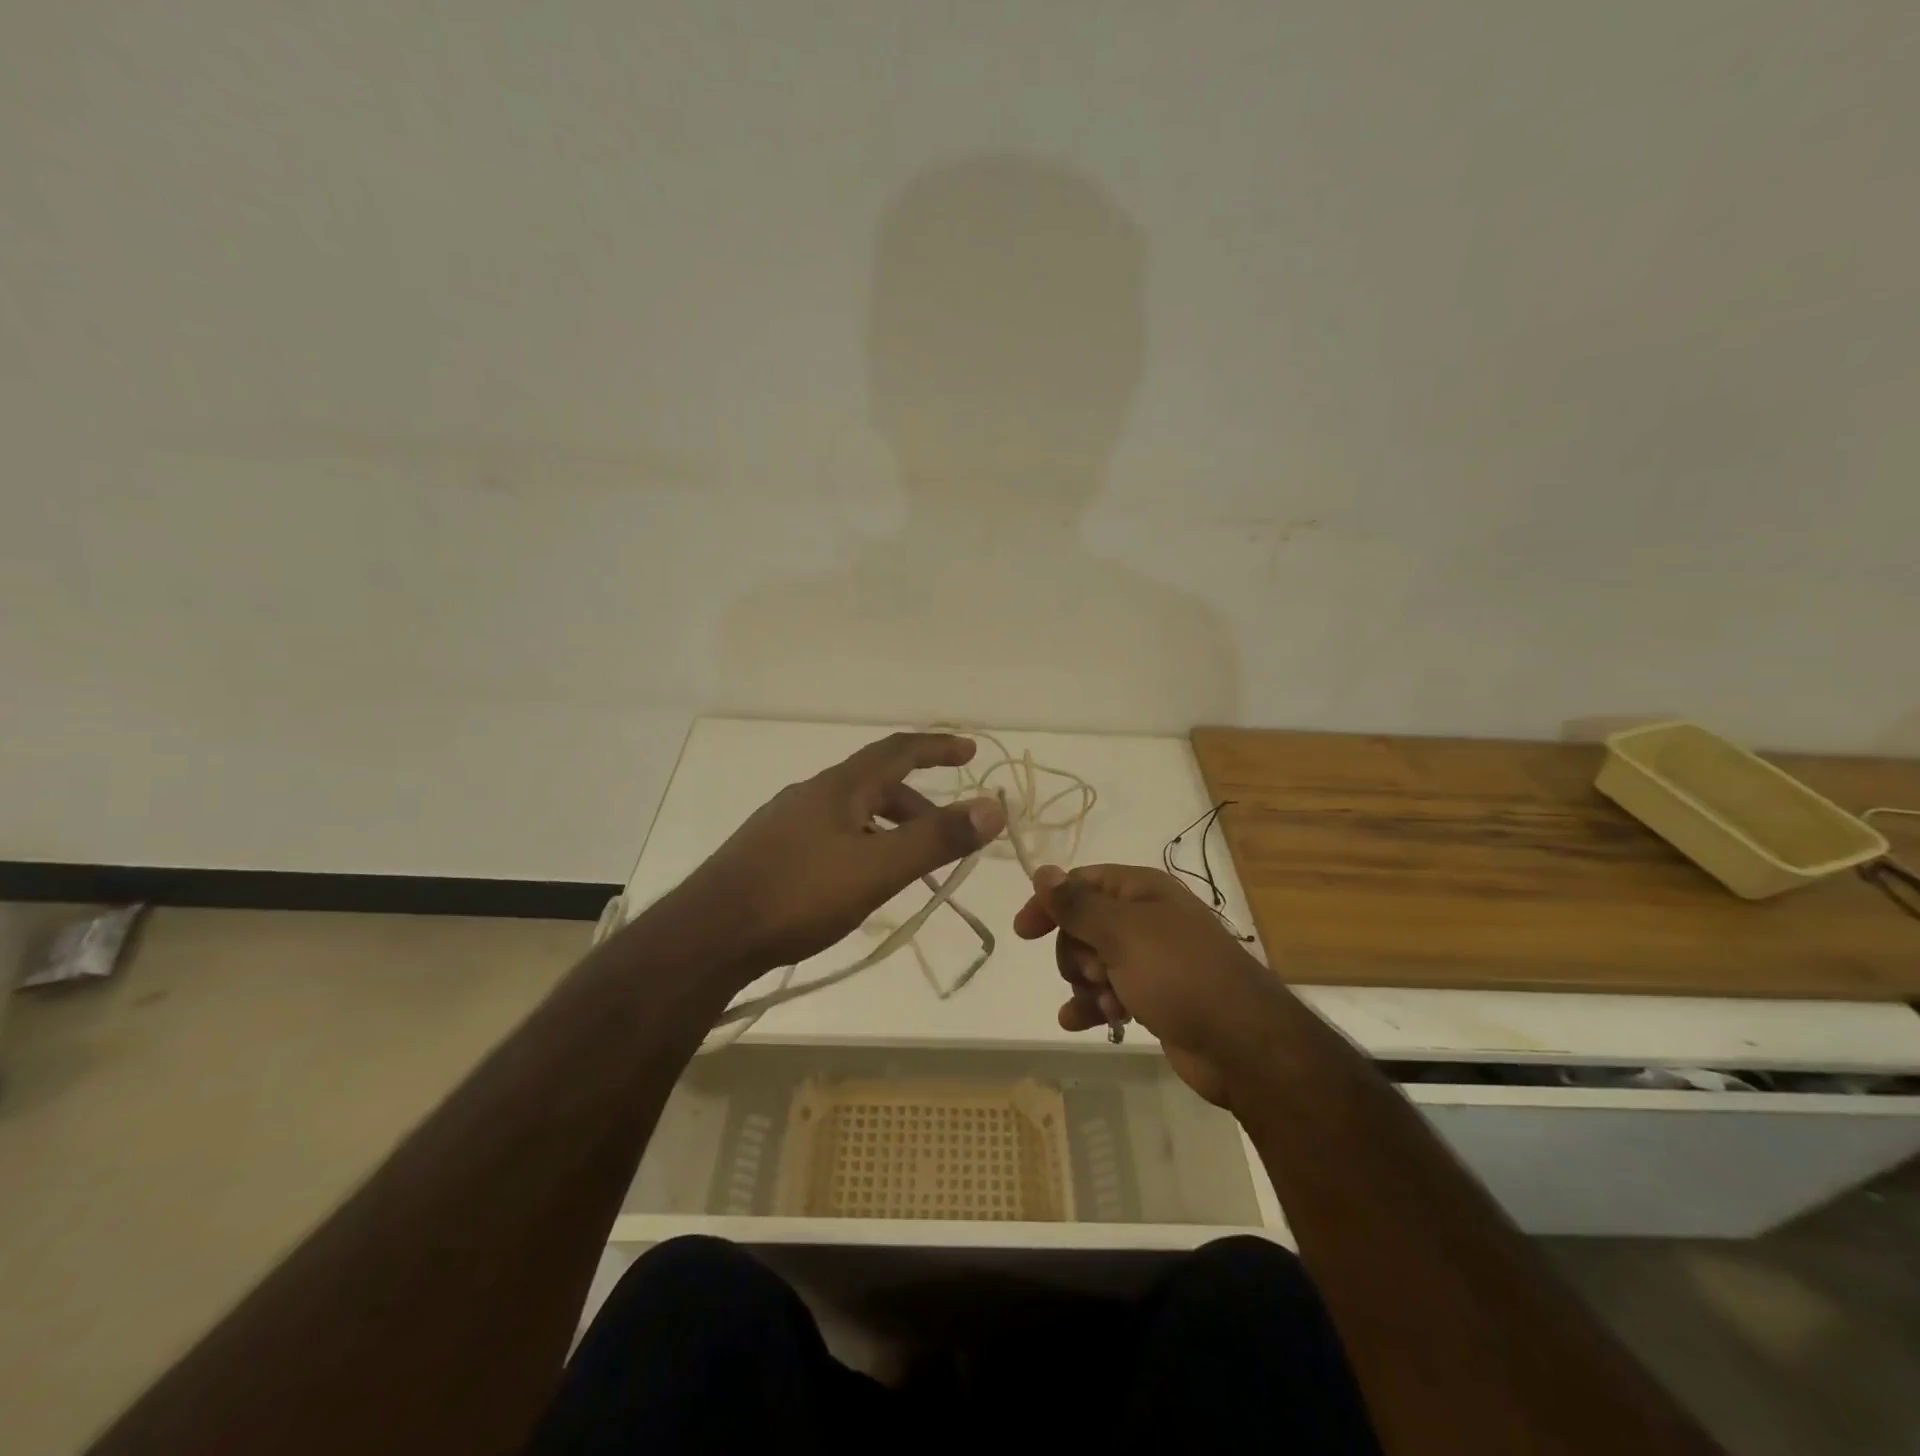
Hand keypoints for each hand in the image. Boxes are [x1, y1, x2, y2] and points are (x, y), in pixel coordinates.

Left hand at [675, 732, 1005, 986]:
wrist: (708, 936)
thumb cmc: (798, 896)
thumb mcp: (878, 868)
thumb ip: (936, 838)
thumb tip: (993, 806)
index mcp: (839, 787)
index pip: (897, 750)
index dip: (936, 746)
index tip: (968, 750)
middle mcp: (811, 794)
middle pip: (875, 783)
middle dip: (918, 801)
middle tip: (946, 832)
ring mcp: (785, 823)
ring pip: (851, 812)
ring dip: (889, 826)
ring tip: (908, 863)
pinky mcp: (769, 853)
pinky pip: (830, 834)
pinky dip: (861, 844)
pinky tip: (857, 881)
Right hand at [1014, 863, 1285, 1106]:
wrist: (1242, 1043)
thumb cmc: (1178, 974)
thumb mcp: (1121, 932)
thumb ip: (1077, 904)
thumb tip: (1043, 871)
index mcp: (1142, 891)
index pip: (1083, 882)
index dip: (1051, 903)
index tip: (1024, 932)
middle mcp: (1146, 919)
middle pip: (1084, 925)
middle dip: (1076, 952)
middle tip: (1093, 973)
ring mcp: (1151, 960)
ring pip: (1093, 962)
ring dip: (1085, 984)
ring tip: (1105, 1003)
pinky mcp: (1155, 998)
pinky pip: (1108, 994)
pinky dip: (1092, 1006)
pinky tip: (1077, 1022)